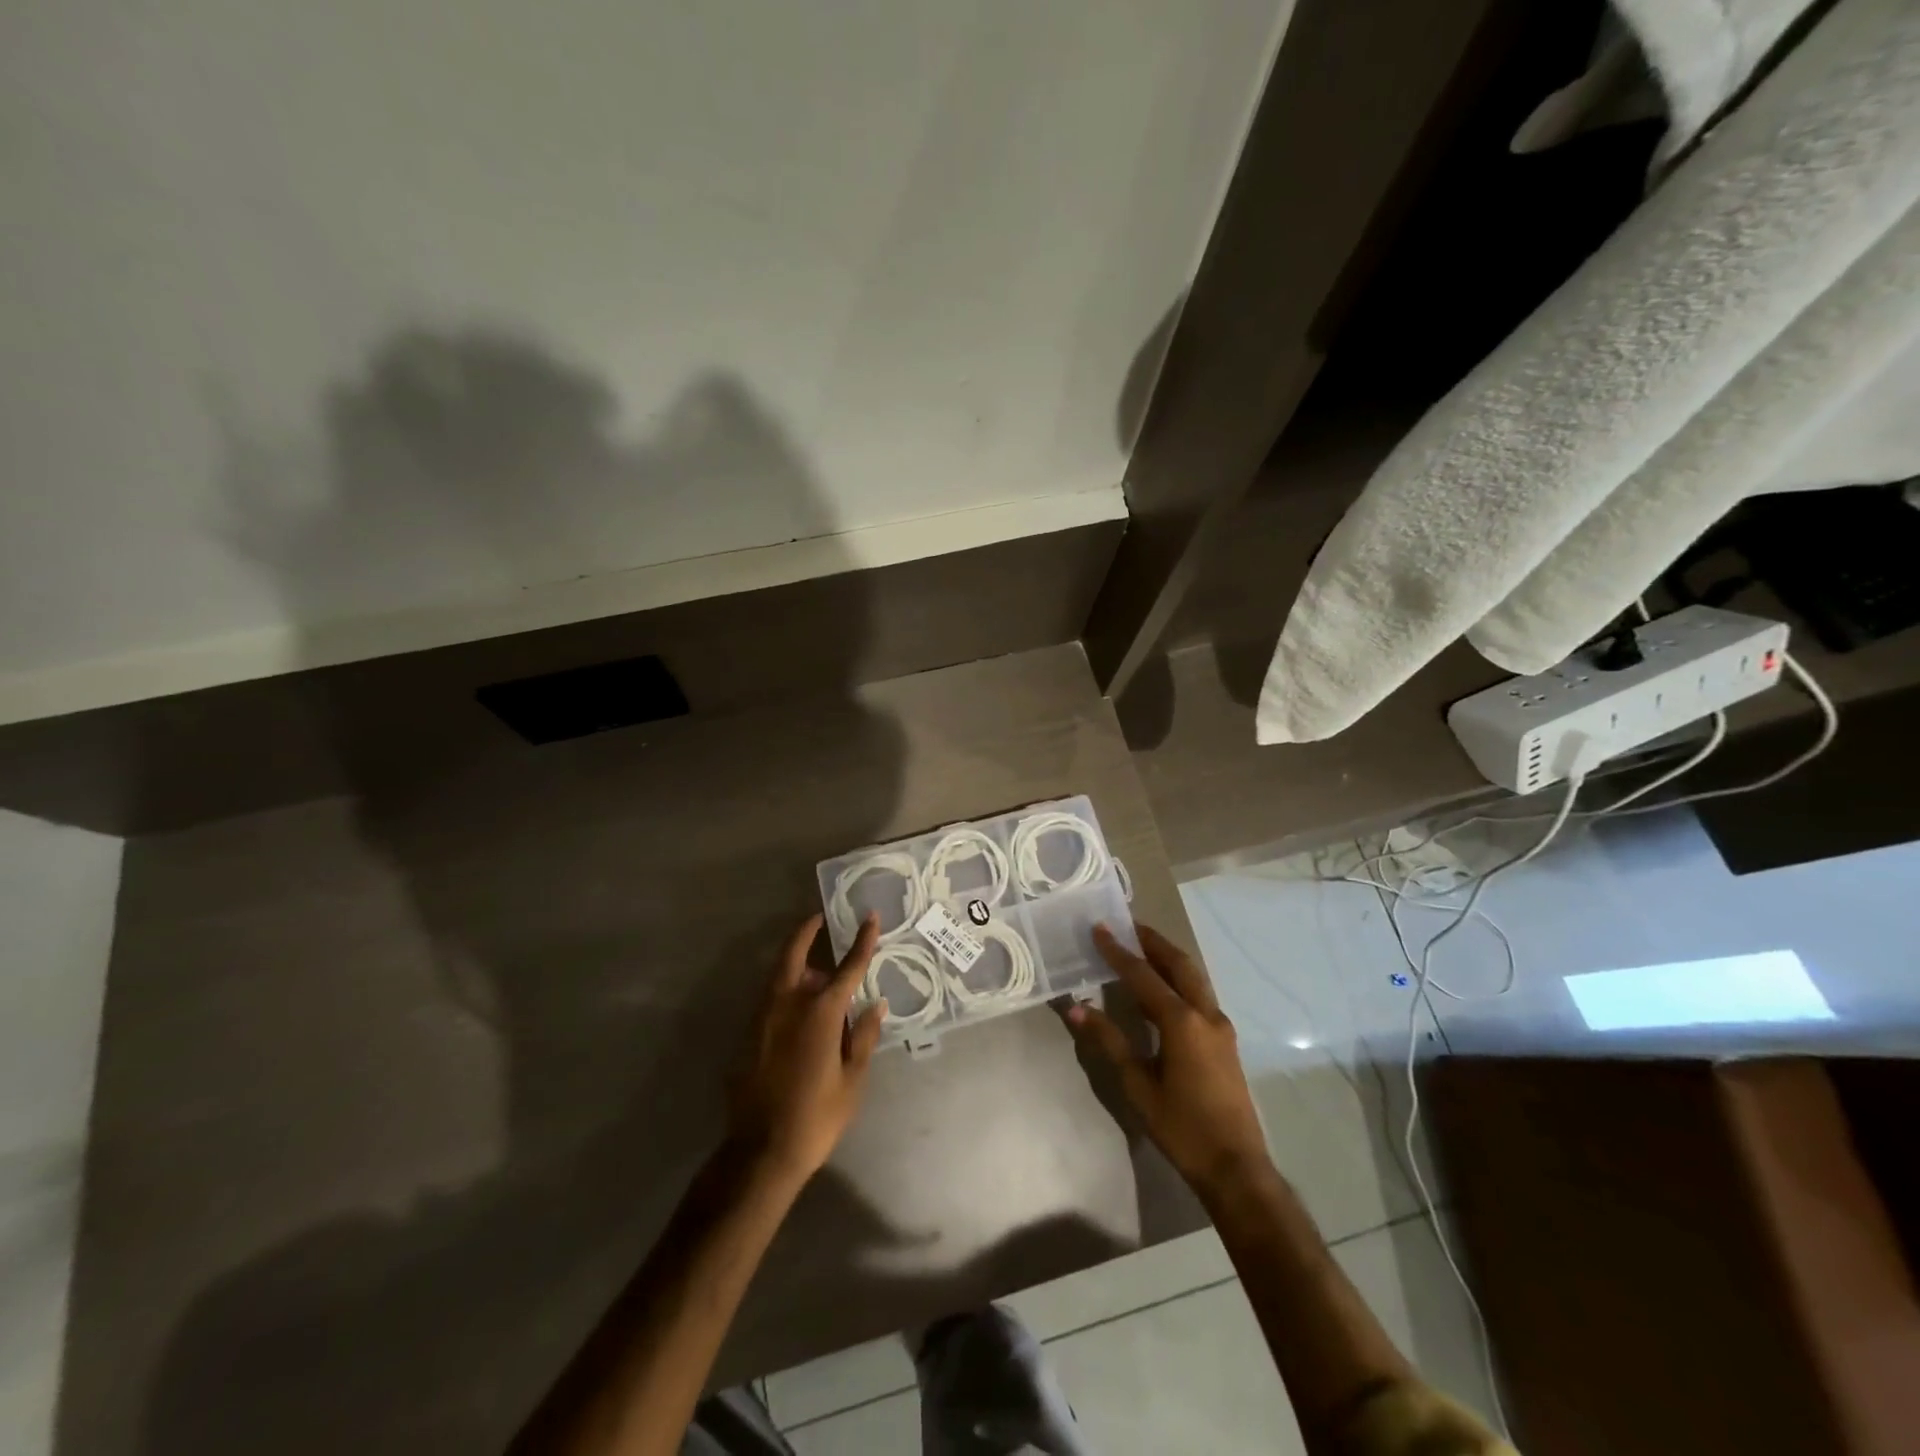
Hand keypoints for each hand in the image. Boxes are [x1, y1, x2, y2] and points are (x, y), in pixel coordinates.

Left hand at [727, 912, 885, 1183]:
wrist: (760, 1152)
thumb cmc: (816, 1116)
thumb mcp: (851, 1080)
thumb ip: (862, 1037)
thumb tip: (875, 1005)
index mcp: (819, 1013)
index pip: (847, 968)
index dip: (862, 942)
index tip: (871, 919)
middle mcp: (787, 1005)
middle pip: (794, 955)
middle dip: (807, 932)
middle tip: (819, 918)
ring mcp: (762, 1018)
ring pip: (778, 975)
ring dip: (795, 960)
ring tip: (814, 964)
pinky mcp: (748, 1035)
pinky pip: (769, 997)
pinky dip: (785, 986)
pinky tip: (798, 1001)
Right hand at [1064, 923, 1272, 1199]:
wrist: (1236, 1167)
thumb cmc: (1181, 1127)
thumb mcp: (1138, 1084)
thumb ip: (1109, 1041)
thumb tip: (1076, 1007)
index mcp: (1182, 1021)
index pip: (1143, 976)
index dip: (1119, 951)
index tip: (1100, 928)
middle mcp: (1205, 1014)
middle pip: (1179, 964)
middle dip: (1153, 942)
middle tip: (1129, 925)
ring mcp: (1220, 1027)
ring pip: (1193, 978)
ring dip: (1168, 959)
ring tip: (1142, 948)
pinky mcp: (1225, 1042)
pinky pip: (1199, 996)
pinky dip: (1178, 981)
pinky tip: (1161, 990)